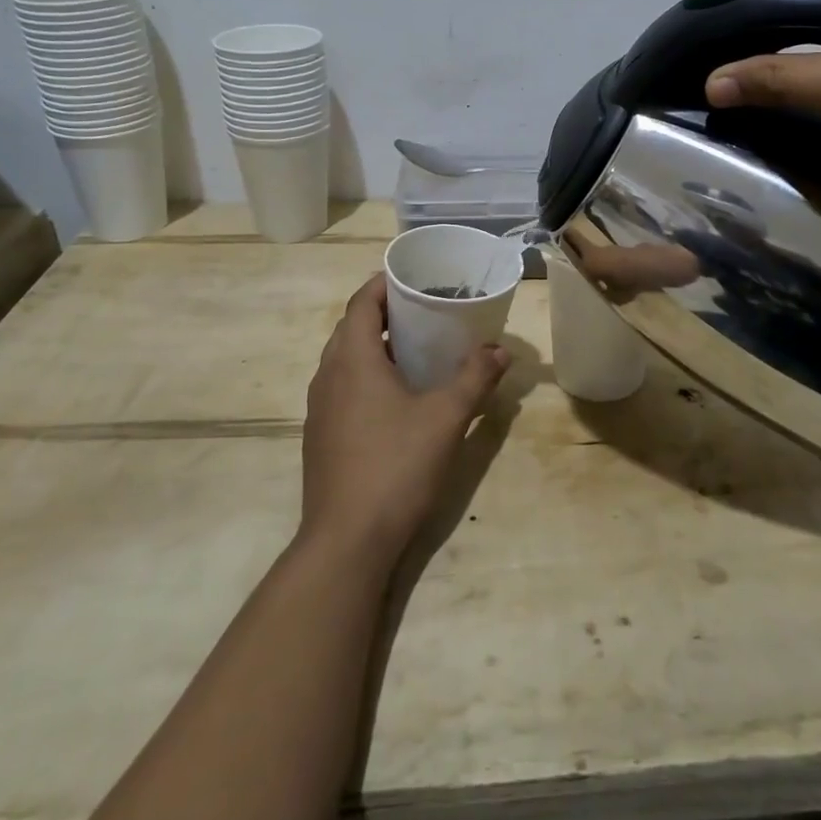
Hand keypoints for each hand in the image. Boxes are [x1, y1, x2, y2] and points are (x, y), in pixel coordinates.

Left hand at [299, 274, 509, 566]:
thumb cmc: (396, 466)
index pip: (362, 302)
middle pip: (352, 327)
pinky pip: (344, 388)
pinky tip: (398, 397)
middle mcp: (328, 376)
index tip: (416, 278)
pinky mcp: (322, 436)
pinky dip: (368, 376)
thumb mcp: (446, 418)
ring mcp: (320, 409)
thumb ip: (475, 378)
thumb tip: (500, 351)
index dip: (385, 283)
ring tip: (417, 348)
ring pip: (346, 360)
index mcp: (352, 359)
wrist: (347, 541)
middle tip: (426, 310)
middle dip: (386, 313)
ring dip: (376, 346)